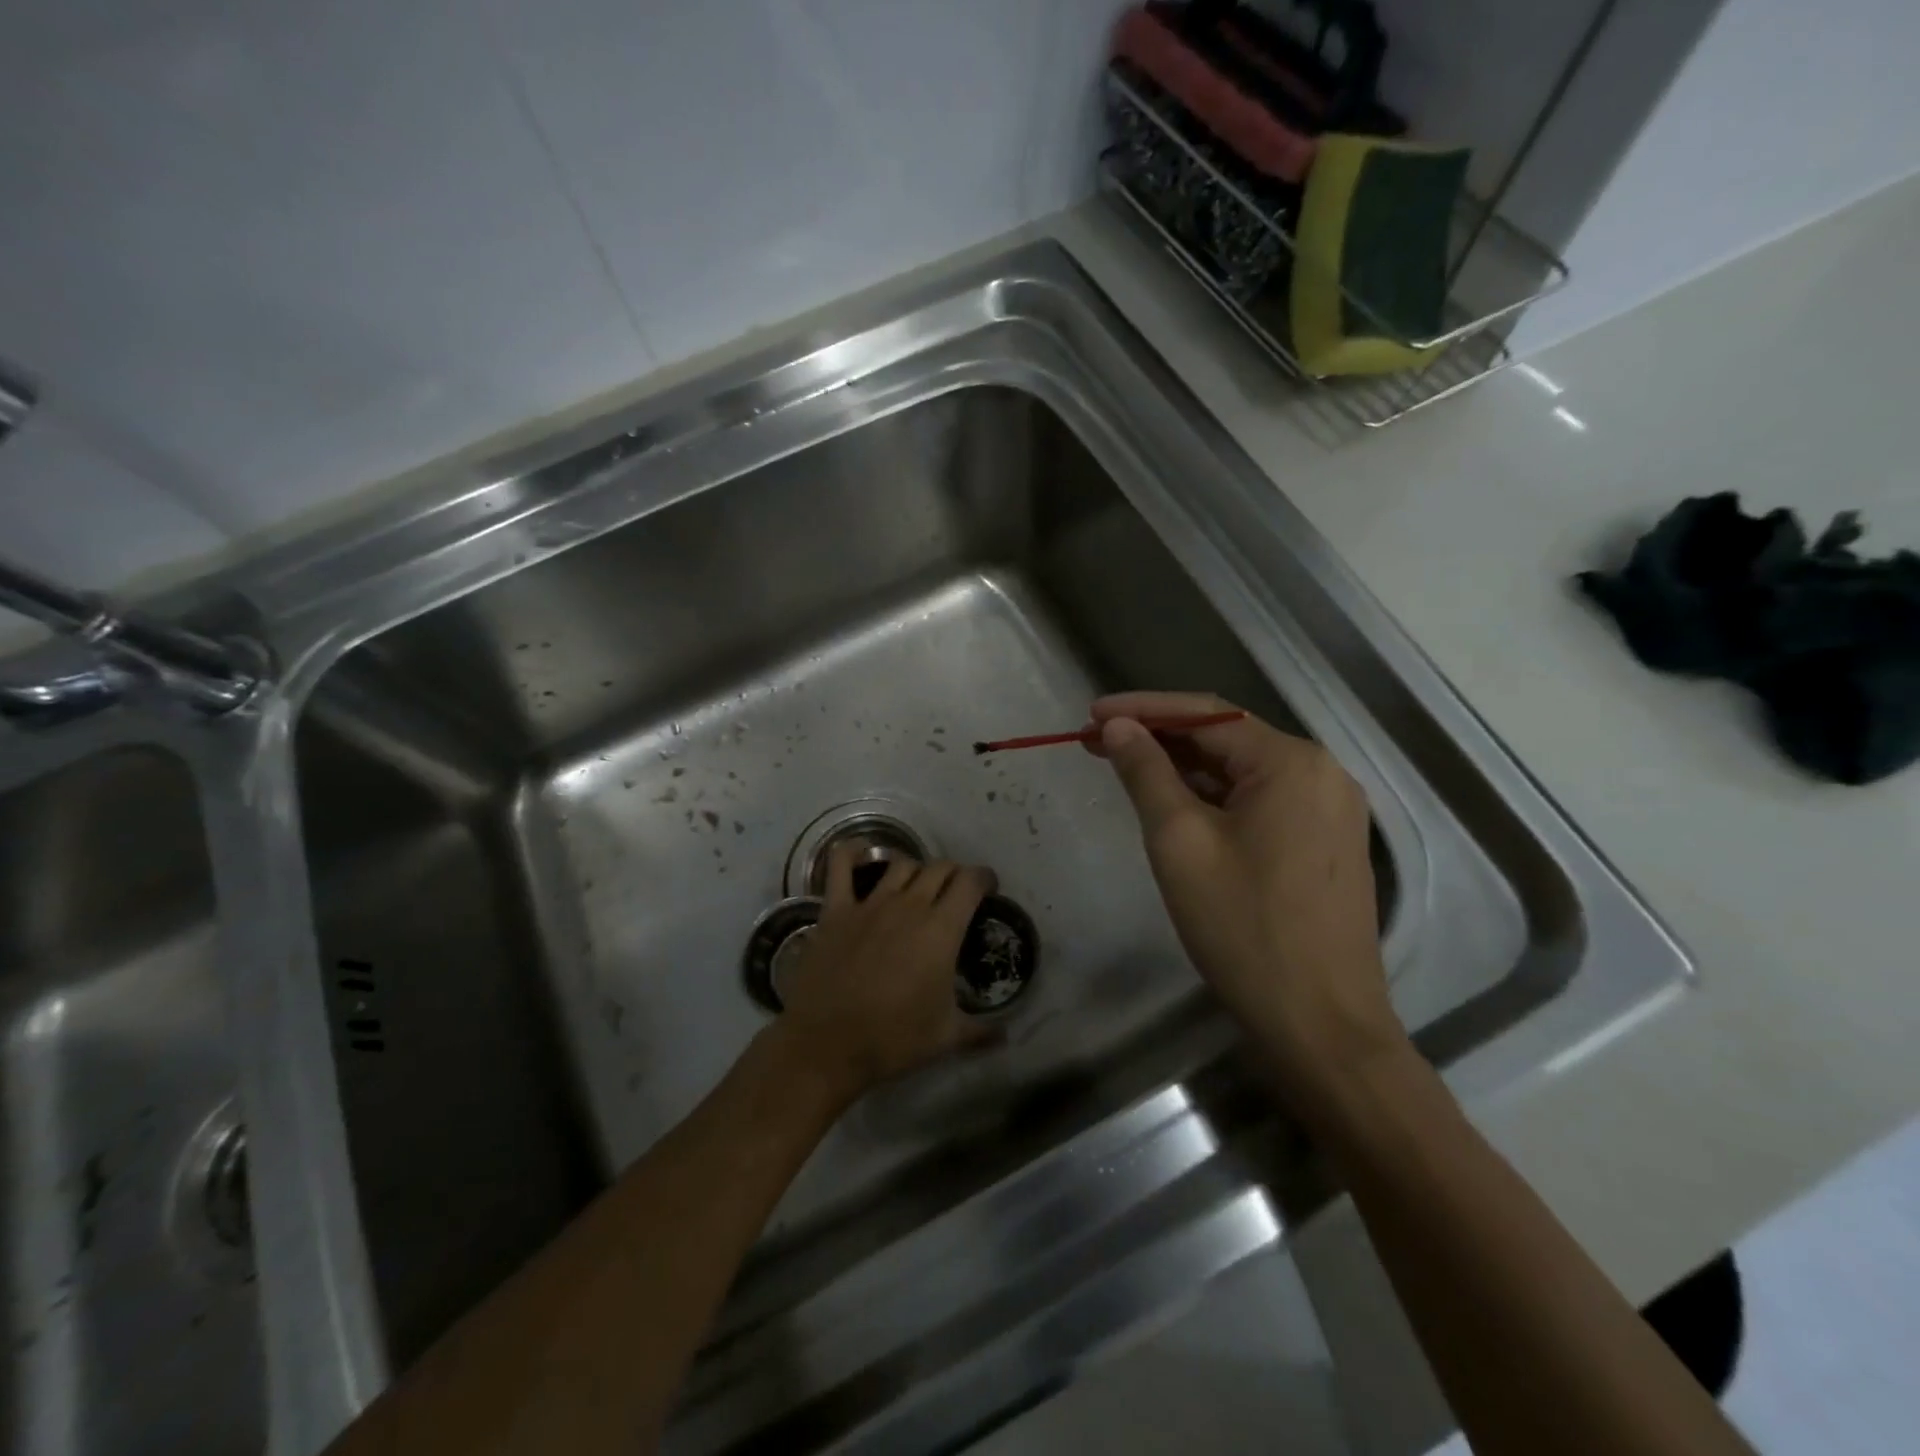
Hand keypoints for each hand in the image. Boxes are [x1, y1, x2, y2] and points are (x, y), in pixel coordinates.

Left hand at [774, 846, 995, 1101]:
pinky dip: (851, 853)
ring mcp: (870, 904)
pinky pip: (841, 866)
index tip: (988, 889)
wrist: (827, 1045)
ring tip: (918, 886)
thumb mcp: (946, 1038)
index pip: (970, 882)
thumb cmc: (893, 1040)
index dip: (984, 879)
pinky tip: (859, 852)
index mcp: (942, 930)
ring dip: (916, 869)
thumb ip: (981, 1031)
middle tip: (956, 893)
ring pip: (901, 864)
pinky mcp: (836, 910)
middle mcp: (909, 905)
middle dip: (954, 874)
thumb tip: (1007, 1035)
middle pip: (940, 868)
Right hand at [1087, 691, 1405, 1100]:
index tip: (1089, 714)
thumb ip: (1146, 773)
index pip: (1206, 715)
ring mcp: (1330, 811)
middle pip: (1226, 740)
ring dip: (1184, 768)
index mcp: (1292, 763)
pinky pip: (1260, 803)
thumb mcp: (1179, 841)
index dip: (1143, 708)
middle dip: (1160, 737)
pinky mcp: (1325, 844)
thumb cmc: (1243, 926)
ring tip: (1126, 768)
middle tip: (1096, 741)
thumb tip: (1118, 726)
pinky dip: (1213, 798)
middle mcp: (1321, 774)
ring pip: (1242, 773)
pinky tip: (1175, 805)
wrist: (1319, 1025)